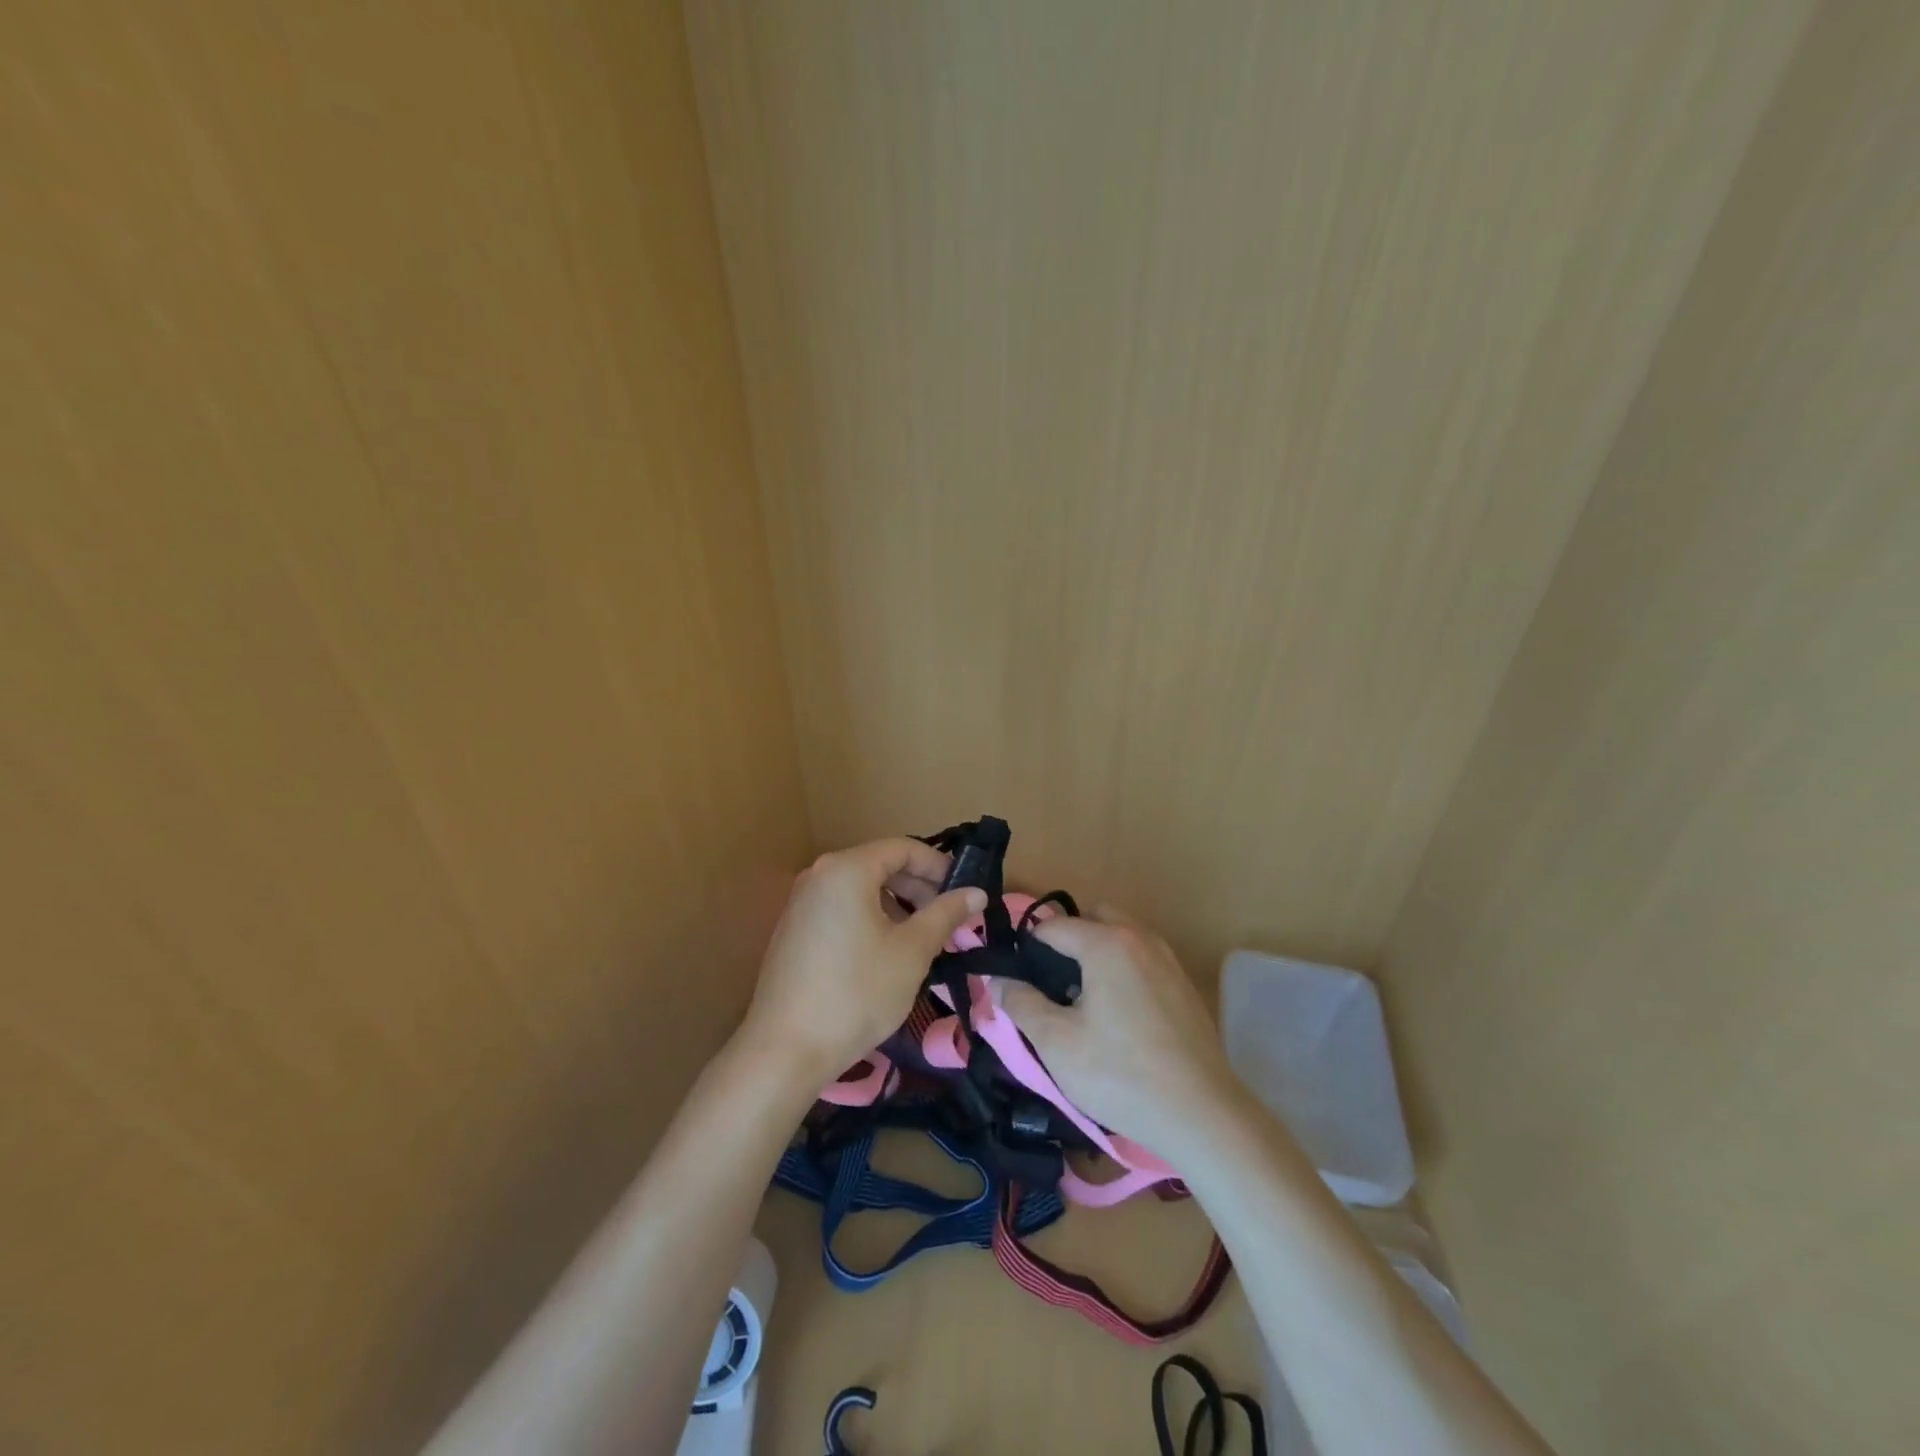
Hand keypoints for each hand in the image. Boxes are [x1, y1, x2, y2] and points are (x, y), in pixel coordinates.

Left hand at [742, 838, 985, 1083]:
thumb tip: (976, 892)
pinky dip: (871, 919)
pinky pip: (842, 908)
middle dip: (920, 889)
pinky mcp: (794, 929)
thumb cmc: (856, 993)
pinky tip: (887, 954)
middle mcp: (820, 874)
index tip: (964, 895)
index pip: (904, 848)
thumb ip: (945, 914)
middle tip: (949, 922)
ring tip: (923, 941)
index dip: (940, 867)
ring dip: (898, 906)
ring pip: (862, 889)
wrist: (785, 1050)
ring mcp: (802, 902)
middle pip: (881, 865)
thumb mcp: (912, 952)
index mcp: (847, 869)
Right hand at [1000, 907, 1240, 1159]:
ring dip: (1098, 952)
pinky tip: (1119, 1016)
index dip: (1027, 947)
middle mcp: (1140, 938)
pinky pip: (1143, 958)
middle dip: (1068, 939)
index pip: (1053, 926)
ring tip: (1083, 1000)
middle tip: (1052, 983)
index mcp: (1106, 943)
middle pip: (1094, 918)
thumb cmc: (1120, 1075)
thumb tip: (997, 979)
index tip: (1015, 977)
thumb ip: (1021, 1004)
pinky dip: (1123, 969)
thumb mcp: (1057, 1043)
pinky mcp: (1184, 985)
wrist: (1202, 1114)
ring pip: (1122, 936)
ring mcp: (1168, 959)